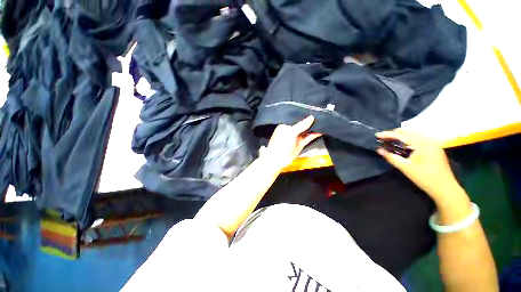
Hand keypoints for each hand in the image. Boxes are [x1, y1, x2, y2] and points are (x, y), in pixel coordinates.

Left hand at [263, 116, 322, 170]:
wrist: (278, 159)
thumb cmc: (281, 143)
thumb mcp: (291, 132)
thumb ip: (301, 125)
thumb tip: (312, 117)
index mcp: (286, 125)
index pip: (296, 117)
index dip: (304, 114)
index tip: (314, 109)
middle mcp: (291, 130)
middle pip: (302, 123)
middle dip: (310, 120)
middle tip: (322, 113)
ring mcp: (296, 137)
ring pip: (307, 130)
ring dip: (314, 127)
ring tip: (324, 121)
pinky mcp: (301, 143)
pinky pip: (309, 137)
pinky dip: (315, 134)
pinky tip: (322, 130)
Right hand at [376, 129, 460, 202]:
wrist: (445, 188)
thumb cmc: (424, 177)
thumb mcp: (405, 167)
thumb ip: (391, 157)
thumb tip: (379, 150)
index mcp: (422, 144)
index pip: (402, 135)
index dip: (388, 134)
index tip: (377, 135)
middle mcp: (429, 141)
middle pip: (410, 131)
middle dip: (395, 132)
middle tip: (384, 136)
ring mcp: (434, 144)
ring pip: (416, 133)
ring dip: (403, 134)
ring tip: (392, 138)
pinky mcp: (435, 148)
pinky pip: (421, 138)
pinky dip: (410, 138)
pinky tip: (405, 143)